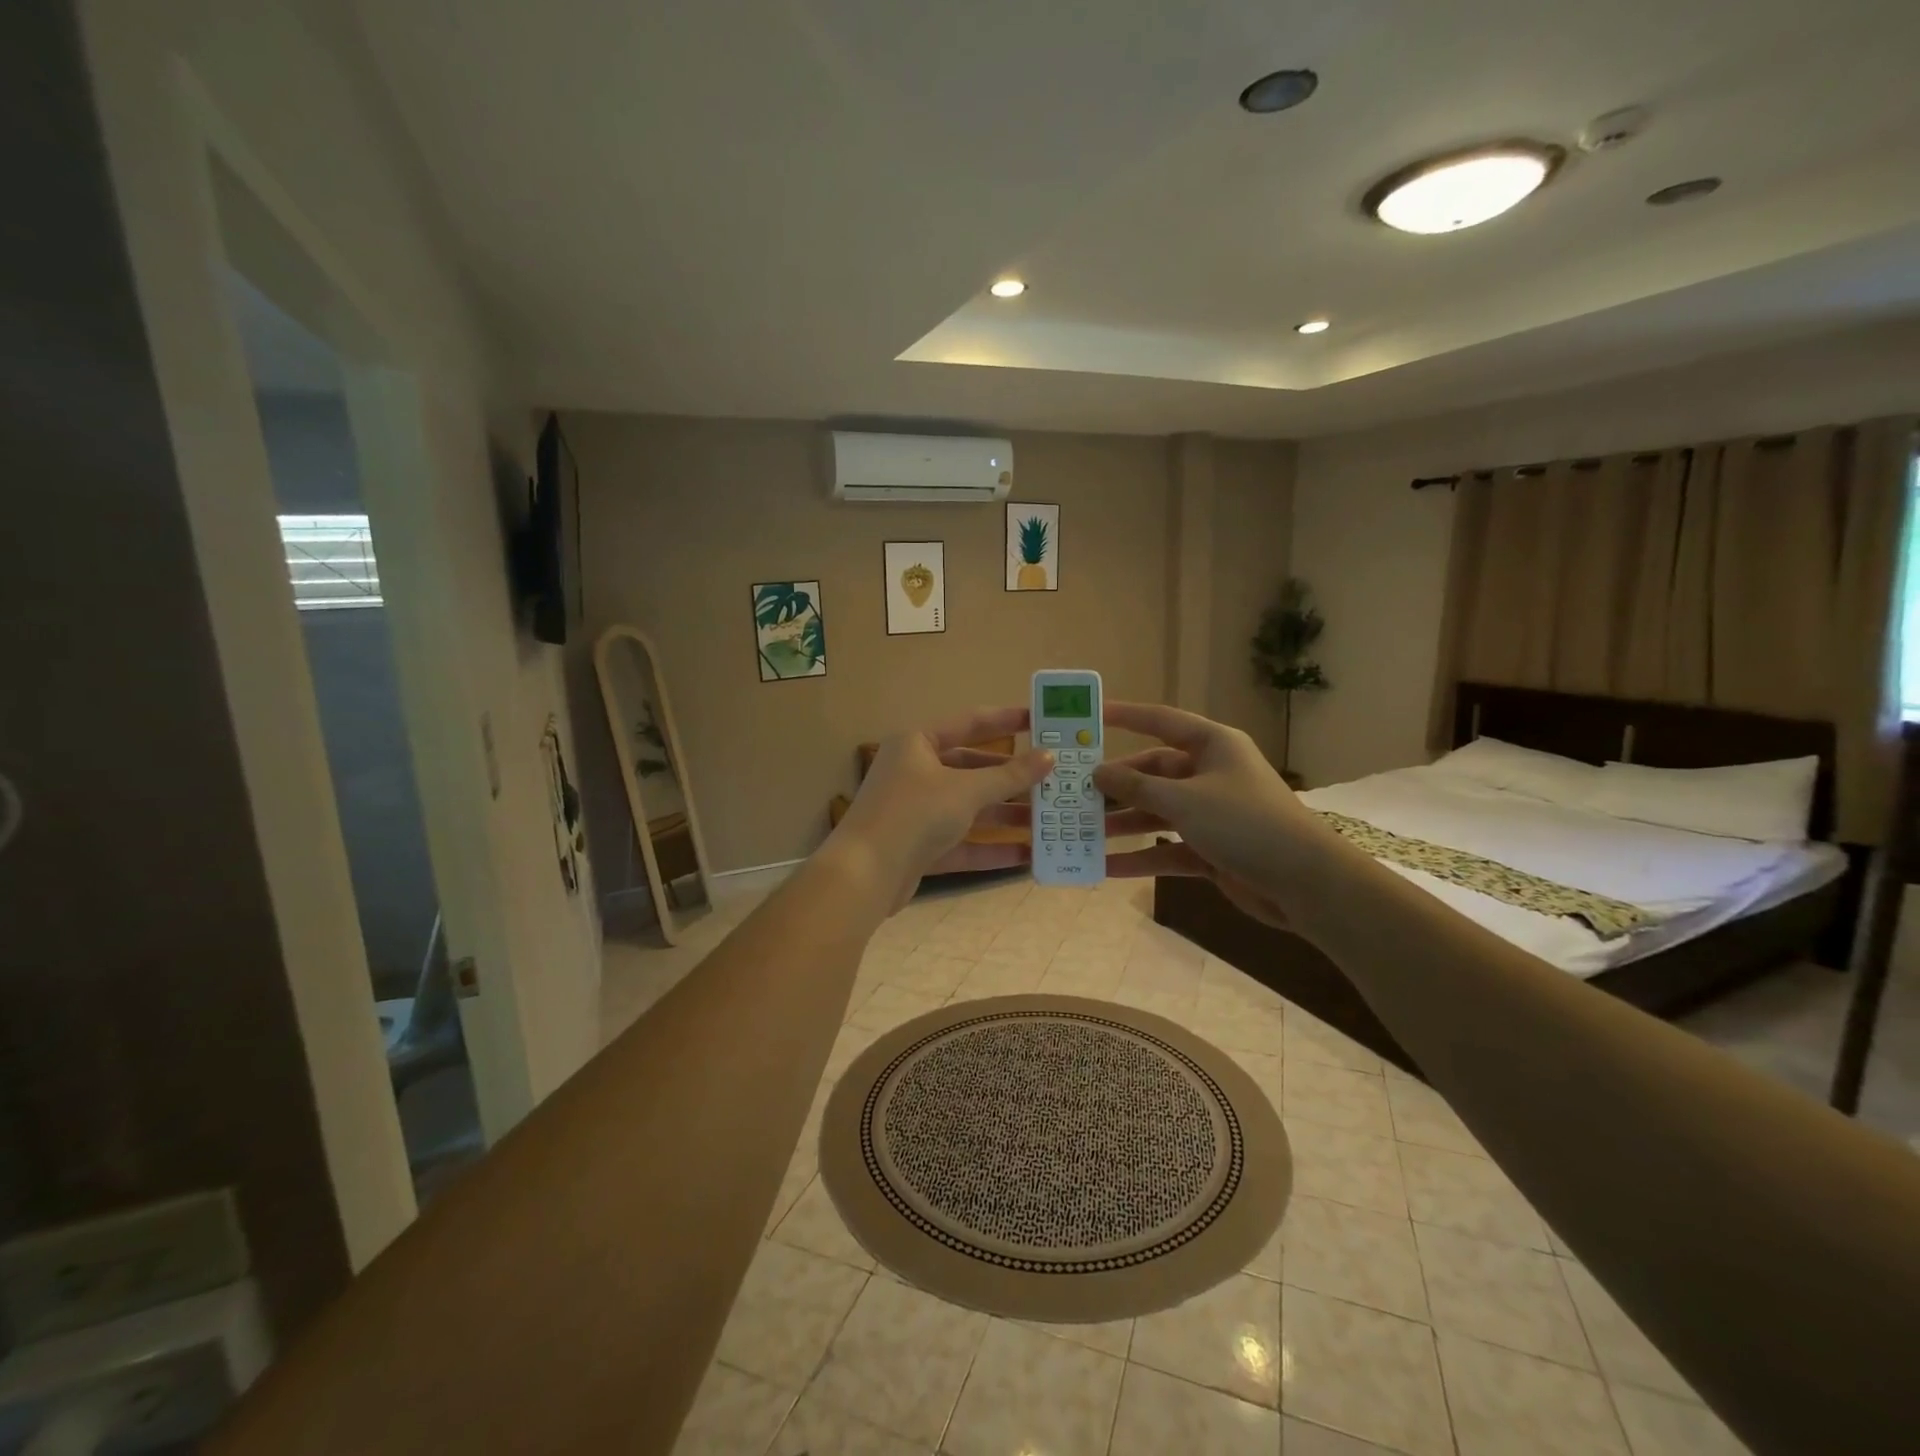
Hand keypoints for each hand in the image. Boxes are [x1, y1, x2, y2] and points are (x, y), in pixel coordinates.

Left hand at [830, 706, 1053, 906]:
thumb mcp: (966, 790)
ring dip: (1006, 815)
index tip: (1041, 720)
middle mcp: (915, 771)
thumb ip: (1009, 775)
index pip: (970, 723)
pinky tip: (1027, 856)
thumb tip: (1048, 757)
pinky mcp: (919, 847)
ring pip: (969, 808)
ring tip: (1048, 820)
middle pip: (972, 769)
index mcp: (918, 743)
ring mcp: (916, 811)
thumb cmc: (914, 814)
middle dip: (1011, 778)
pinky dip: (991, 848)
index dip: (1006, 720)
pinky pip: (962, 842)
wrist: (865, 875)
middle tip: (1051, 779)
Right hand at [1091, 702, 1316, 928]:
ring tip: (1083, 832)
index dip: (1126, 716)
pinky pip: (1167, 848)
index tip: (1090, 718)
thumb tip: (1098, 772)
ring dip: (1124, 824)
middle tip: (1076, 793)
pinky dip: (1142, 857)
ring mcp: (1211, 813)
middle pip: (1154, 772)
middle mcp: (1210, 774)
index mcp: (1212, 746)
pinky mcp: (1212, 849)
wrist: (1305, 883)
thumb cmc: (1244, 823)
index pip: (1161, 722)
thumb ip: (1137, 786)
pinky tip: (1107, 867)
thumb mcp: (1184, 800)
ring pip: (1157, 812)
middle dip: (1117, 785)